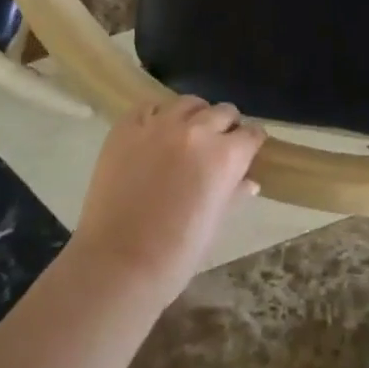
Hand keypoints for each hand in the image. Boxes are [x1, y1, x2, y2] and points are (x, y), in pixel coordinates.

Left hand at [70, 96, 265, 300]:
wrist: (117, 264)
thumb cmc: (175, 255)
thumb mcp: (214, 224)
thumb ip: (233, 194)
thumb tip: (249, 182)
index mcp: (225, 156)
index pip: (251, 134)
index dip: (251, 143)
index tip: (248, 151)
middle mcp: (196, 130)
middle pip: (223, 111)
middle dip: (227, 126)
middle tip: (218, 145)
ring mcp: (159, 125)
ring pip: (188, 103)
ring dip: (195, 115)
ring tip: (187, 134)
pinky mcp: (127, 127)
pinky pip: (150, 107)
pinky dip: (158, 116)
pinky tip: (155, 133)